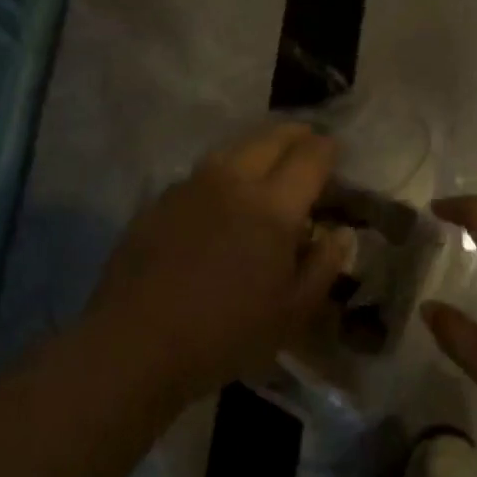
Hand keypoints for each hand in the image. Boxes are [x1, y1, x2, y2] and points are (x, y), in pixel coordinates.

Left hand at [89, 122, 346, 402]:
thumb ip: (323, 266)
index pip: (310, 157)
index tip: (335, 150)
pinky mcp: (162, 198)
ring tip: (270, 157)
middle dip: (295, 134)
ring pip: (234, 147)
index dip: (327, 149)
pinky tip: (224, 190)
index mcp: (273, 207)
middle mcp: (234, 181)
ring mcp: (192, 185)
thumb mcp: (292, 313)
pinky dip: (226, 167)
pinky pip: (204, 169)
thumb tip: (340, 233)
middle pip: (271, 138)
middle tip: (308, 141)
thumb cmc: (225, 333)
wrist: (136, 341)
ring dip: (259, 145)